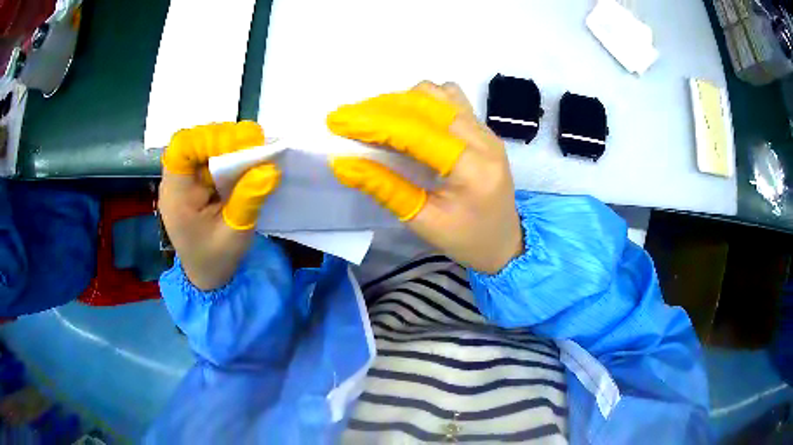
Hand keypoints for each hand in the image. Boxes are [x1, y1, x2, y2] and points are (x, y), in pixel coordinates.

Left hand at [159, 122, 279, 289]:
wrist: (206, 274)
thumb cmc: (215, 259)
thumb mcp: (235, 235)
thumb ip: (248, 200)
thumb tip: (270, 168)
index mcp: (177, 194)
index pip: (182, 148)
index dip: (210, 138)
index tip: (241, 146)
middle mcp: (177, 180)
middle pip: (193, 139)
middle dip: (224, 138)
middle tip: (254, 145)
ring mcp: (185, 178)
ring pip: (202, 143)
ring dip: (228, 142)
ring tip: (253, 150)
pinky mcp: (196, 178)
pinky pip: (210, 153)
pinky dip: (229, 151)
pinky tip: (246, 158)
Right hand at [327, 82, 522, 273]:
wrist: (505, 241)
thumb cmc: (466, 240)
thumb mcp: (422, 222)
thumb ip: (385, 188)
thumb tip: (343, 164)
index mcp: (473, 170)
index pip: (418, 132)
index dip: (375, 122)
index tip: (339, 121)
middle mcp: (484, 140)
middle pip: (428, 103)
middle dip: (382, 107)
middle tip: (351, 121)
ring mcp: (486, 130)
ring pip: (439, 94)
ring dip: (402, 101)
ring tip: (377, 121)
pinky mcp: (483, 129)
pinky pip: (450, 100)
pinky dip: (422, 102)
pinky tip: (409, 121)